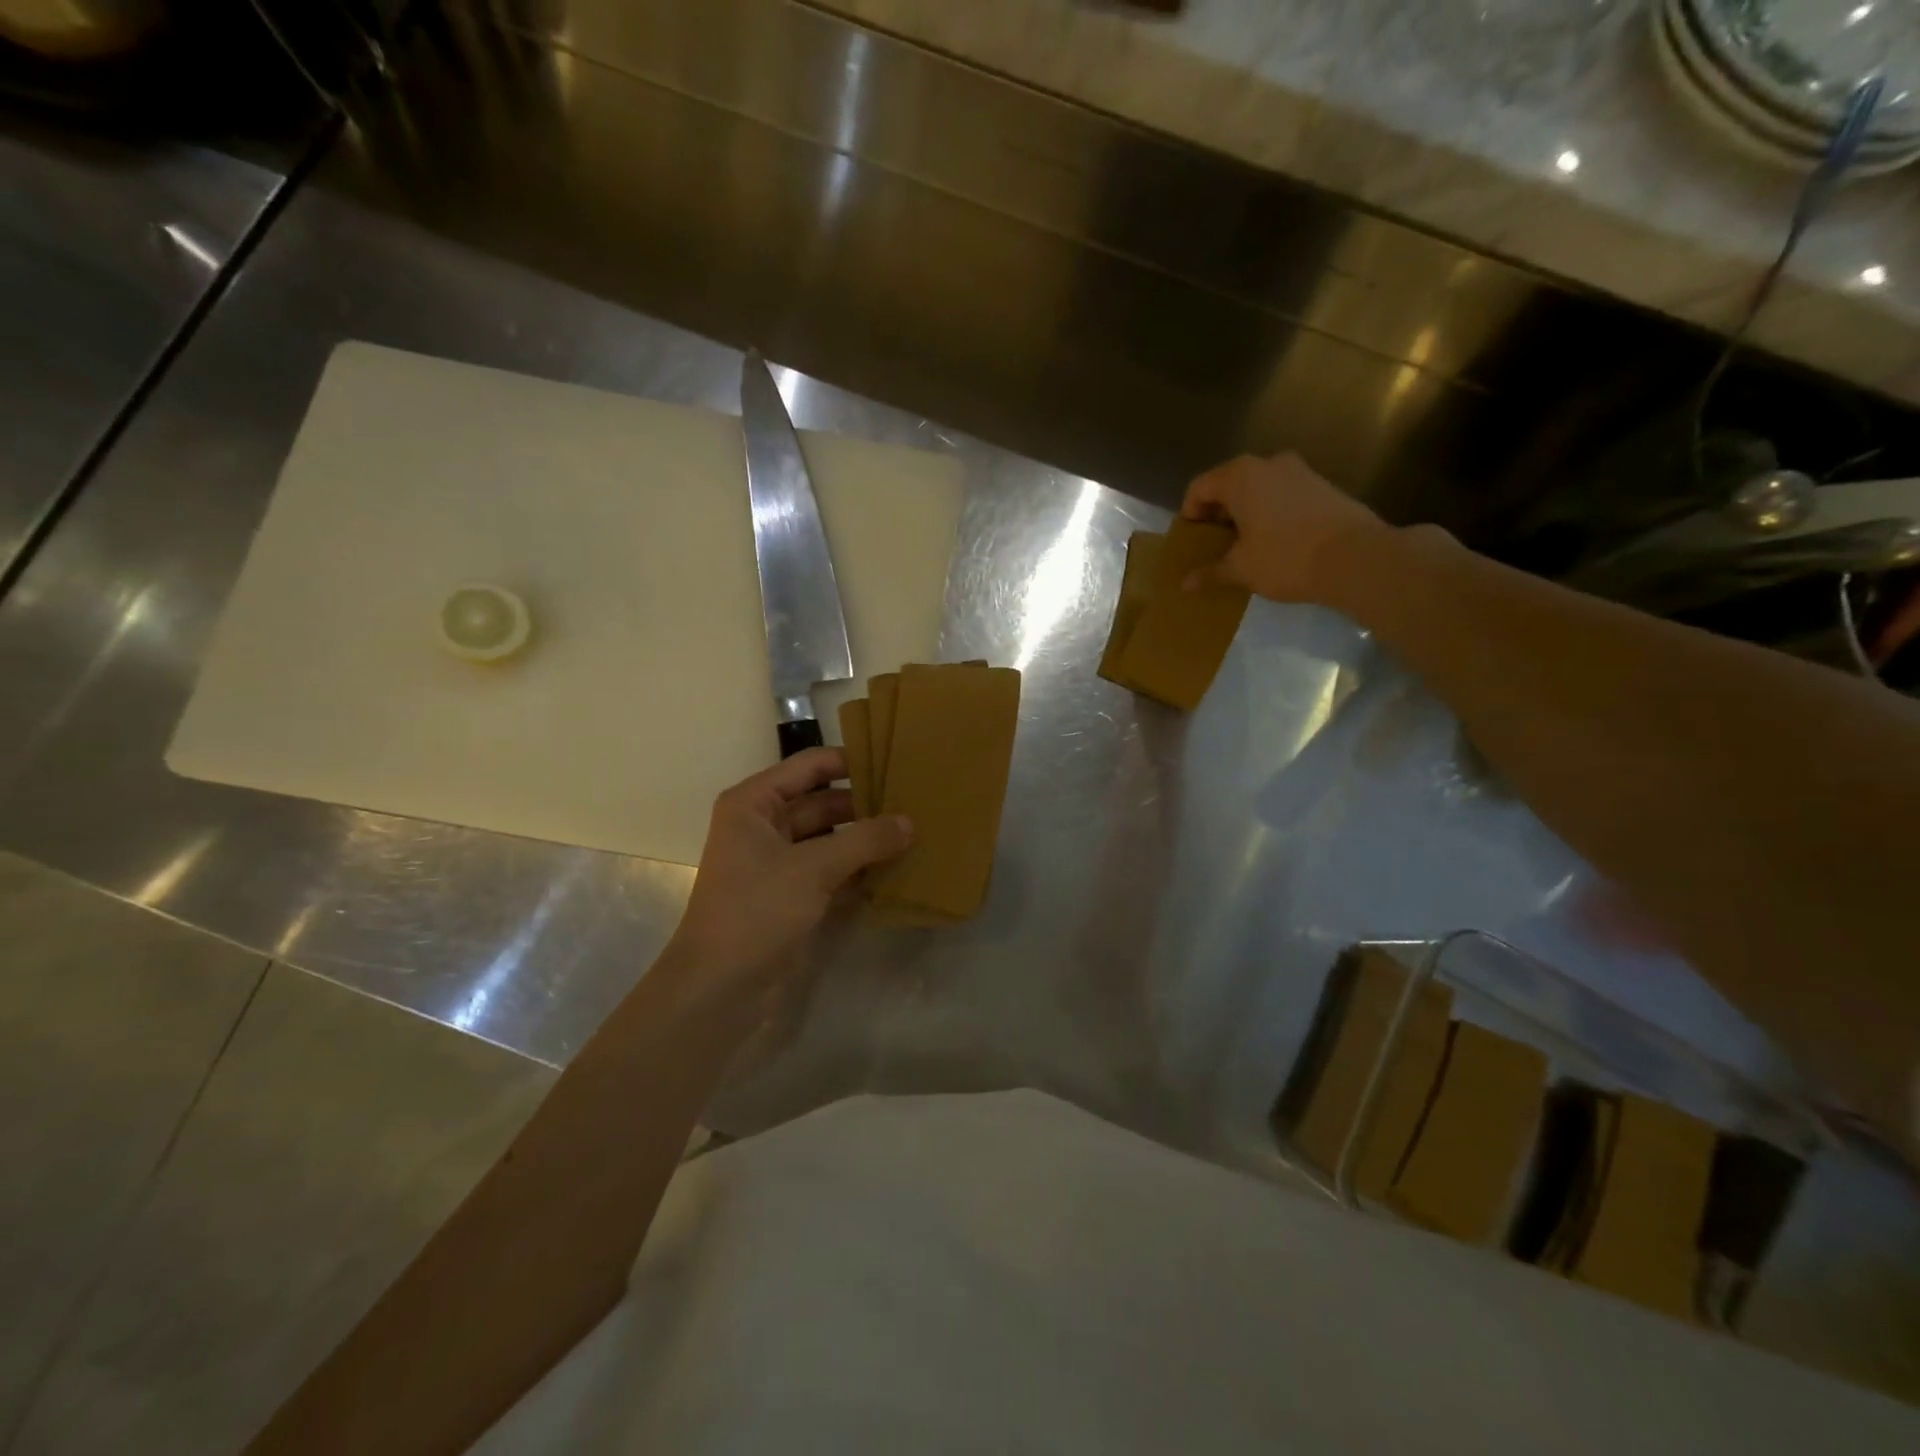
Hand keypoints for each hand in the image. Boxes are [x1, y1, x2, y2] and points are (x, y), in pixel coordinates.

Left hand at [669, 747, 911, 991]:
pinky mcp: (793, 894)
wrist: (720, 988)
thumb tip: (910, 822)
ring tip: (915, 832)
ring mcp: (779, 862)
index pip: (810, 766)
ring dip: (866, 838)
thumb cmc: (757, 910)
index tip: (895, 762)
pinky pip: (833, 869)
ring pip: (831, 837)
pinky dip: (860, 868)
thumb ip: (865, 840)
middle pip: (823, 801)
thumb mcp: (813, 868)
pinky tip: (897, 867)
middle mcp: (765, 825)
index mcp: (755, 803)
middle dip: (865, 804)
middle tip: (915, 802)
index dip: (851, 761)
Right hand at [1180, 453, 1390, 603]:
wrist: (1356, 558)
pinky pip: (1283, 496)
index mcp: (1241, 476)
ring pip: (1258, 490)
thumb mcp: (1241, 569)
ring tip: (1244, 547)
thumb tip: (1186, 584)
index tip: (1191, 541)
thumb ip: (1211, 572)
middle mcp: (1269, 463)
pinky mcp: (1323, 486)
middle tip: (1214, 546)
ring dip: (1245, 514)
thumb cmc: (1286, 558)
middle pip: (1229, 485)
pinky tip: (1274, 543)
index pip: (1199, 487)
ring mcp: (1300, 472)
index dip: (1189, 514)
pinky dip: (1270, 514)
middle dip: (1218, 514)